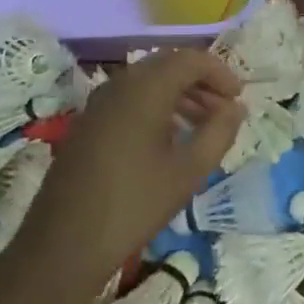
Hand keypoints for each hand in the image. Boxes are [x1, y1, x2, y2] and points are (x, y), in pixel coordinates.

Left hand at [23, 50, 242, 281]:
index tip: (238, 98)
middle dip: (200, 82)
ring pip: (147, 82)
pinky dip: (156, 107)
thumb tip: (236, 107)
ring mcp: (99, 103)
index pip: (190, 59)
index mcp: (146, 89)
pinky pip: (129, 99)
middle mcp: (120, 85)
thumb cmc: (135, 204)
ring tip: (202, 126)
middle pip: (168, 65)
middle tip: (223, 110)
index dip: (219, 73)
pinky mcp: (87, 123)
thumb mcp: (189, 171)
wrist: (65, 244)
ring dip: (179, 95)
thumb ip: (219, 132)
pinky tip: (168, 140)